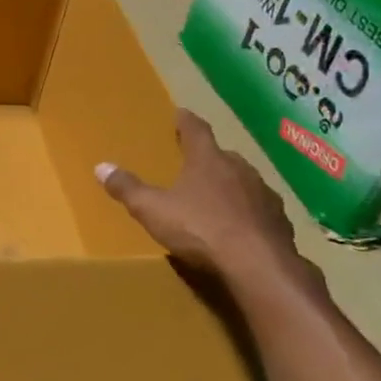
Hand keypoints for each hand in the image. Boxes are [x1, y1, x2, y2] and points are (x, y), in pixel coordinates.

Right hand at [96, 110, 299, 282]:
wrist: (259, 266)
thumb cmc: (200, 229)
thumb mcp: (152, 210)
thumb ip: (127, 188)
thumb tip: (101, 167)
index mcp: (208, 161)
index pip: (196, 131)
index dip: (186, 122)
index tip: (181, 113)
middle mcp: (240, 169)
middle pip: (222, 156)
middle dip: (208, 157)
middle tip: (194, 162)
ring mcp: (264, 195)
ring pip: (244, 182)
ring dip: (230, 185)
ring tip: (215, 196)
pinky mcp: (279, 221)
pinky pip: (258, 209)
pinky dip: (246, 212)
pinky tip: (238, 226)